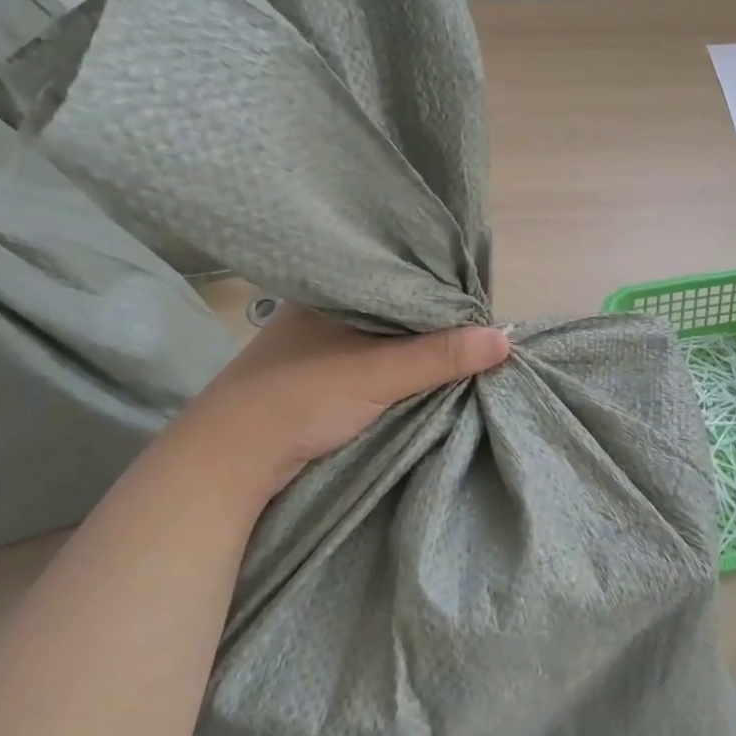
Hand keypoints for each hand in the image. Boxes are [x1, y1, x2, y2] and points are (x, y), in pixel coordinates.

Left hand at [163, 305, 511, 496]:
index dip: (441, 287)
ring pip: (385, 336)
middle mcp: (326, 308)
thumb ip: (440, 355)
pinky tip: (425, 370)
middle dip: (435, 320)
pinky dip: (398, 367)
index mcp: (332, 287)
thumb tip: (506, 339)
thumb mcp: (379, 373)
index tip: (481, 301)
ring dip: (417, 347)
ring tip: (464, 346)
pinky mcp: (319, 375)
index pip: (400, 276)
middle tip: (481, 327)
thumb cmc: (301, 397)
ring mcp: (319, 343)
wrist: (229, 460)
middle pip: (396, 308)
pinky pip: (373, 360)